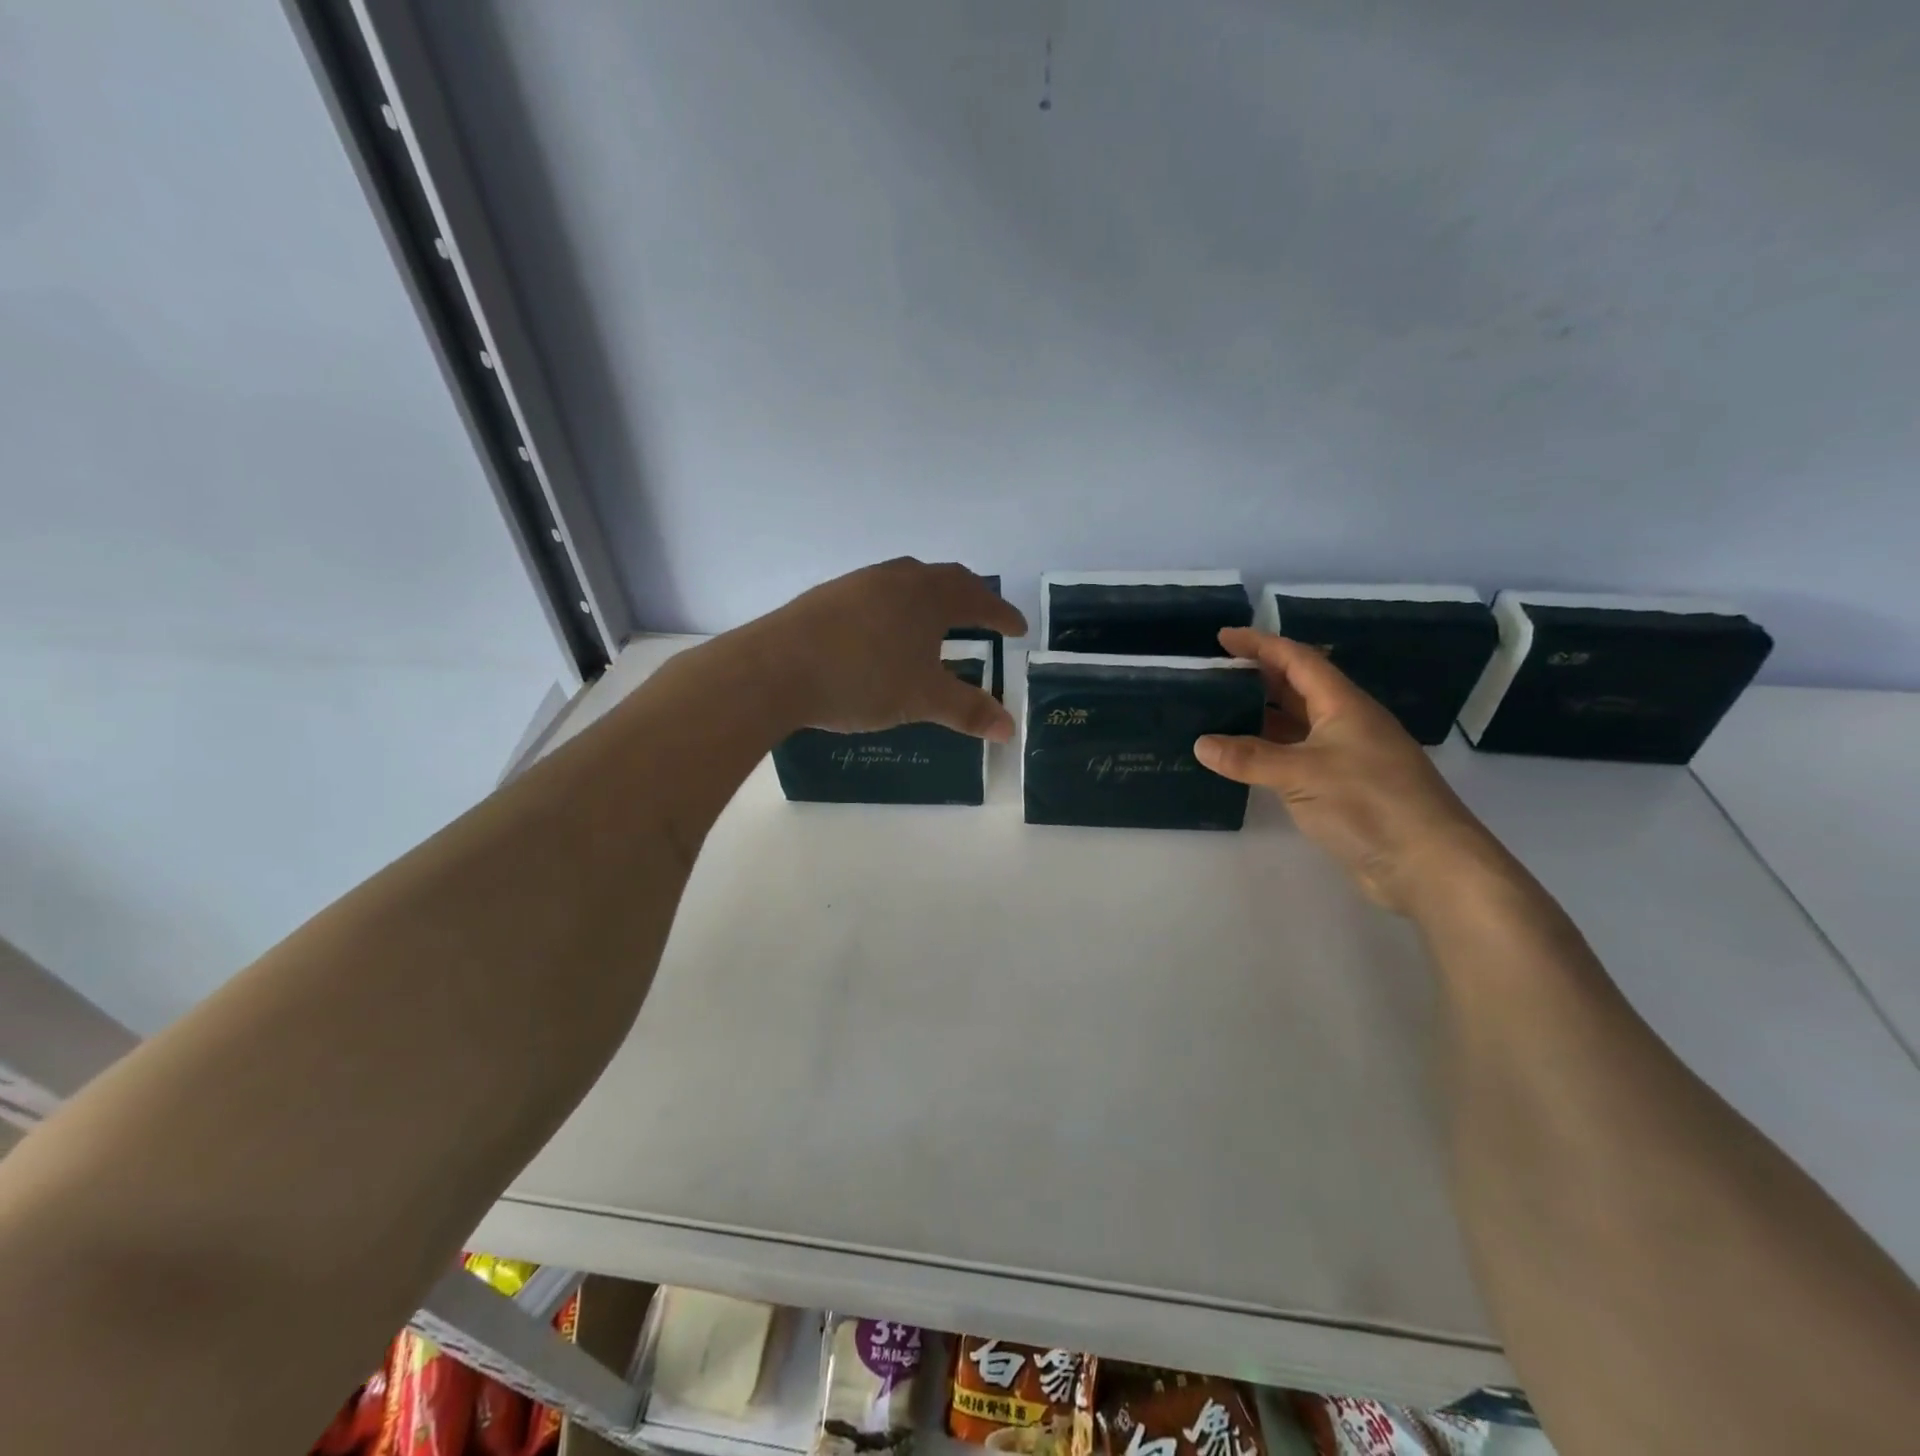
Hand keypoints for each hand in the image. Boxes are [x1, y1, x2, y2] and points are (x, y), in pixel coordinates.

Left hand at [752, 559, 1027, 738]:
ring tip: (936, 621)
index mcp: (928, 596)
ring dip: (930, 598)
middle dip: (970, 597)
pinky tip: (884, 633)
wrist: (774, 669)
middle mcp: (897, 578)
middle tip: (984, 616)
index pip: (978, 598)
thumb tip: (1009, 729)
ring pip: (907, 582)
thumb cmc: (862, 679)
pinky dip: (896, 607)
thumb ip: (968, 711)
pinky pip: (877, 594)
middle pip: (944, 578)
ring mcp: (858, 583)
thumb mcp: (922, 699)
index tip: (1018, 628)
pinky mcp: (827, 596)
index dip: (1002, 614)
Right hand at [1194, 628, 1507, 913]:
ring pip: (1296, 724)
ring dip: (1259, 716)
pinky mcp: (1342, 787)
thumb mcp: (1302, 773)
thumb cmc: (1369, 802)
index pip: (1297, 660)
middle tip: (1213, 675)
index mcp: (1343, 705)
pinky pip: (1296, 756)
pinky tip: (1242, 759)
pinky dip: (1267, 752)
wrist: (1427, 864)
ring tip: (1216, 712)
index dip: (1260, 644)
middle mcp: (1345, 723)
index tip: (1222, 637)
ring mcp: (1345, 756)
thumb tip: (1201, 744)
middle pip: (1297, 688)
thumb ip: (1249, 758)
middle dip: (1257, 677)